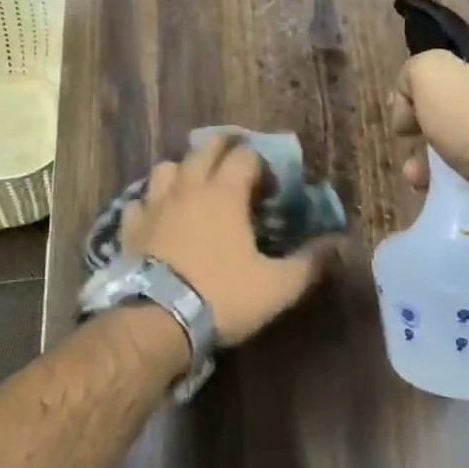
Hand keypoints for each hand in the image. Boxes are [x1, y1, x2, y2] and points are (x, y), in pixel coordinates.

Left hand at [120, 135, 342, 346]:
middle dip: (223, 147)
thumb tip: (339, 245)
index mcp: (225, 193)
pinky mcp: (129, 226)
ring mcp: (154, 204)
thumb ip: (309, 263)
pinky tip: (157, 216)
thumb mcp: (276, 286)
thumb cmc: (221, 296)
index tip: (269, 186)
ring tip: (194, 185)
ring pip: (167, 167)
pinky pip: (138, 201)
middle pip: (204, 148)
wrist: (156, 320)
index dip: (261, 164)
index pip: (245, 156)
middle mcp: (188, 187)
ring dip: (183, 169)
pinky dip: (150, 202)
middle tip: (236, 161)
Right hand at [388, 42, 468, 192]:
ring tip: (414, 173)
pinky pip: (467, 160)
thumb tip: (410, 97)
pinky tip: (427, 184)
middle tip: (407, 137)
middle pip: (446, 98)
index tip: (406, 107)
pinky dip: (444, 171)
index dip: (417, 81)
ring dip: (425, 152)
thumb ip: (411, 71)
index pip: (445, 58)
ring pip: (453, 133)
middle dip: (419, 121)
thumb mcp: (431, 74)